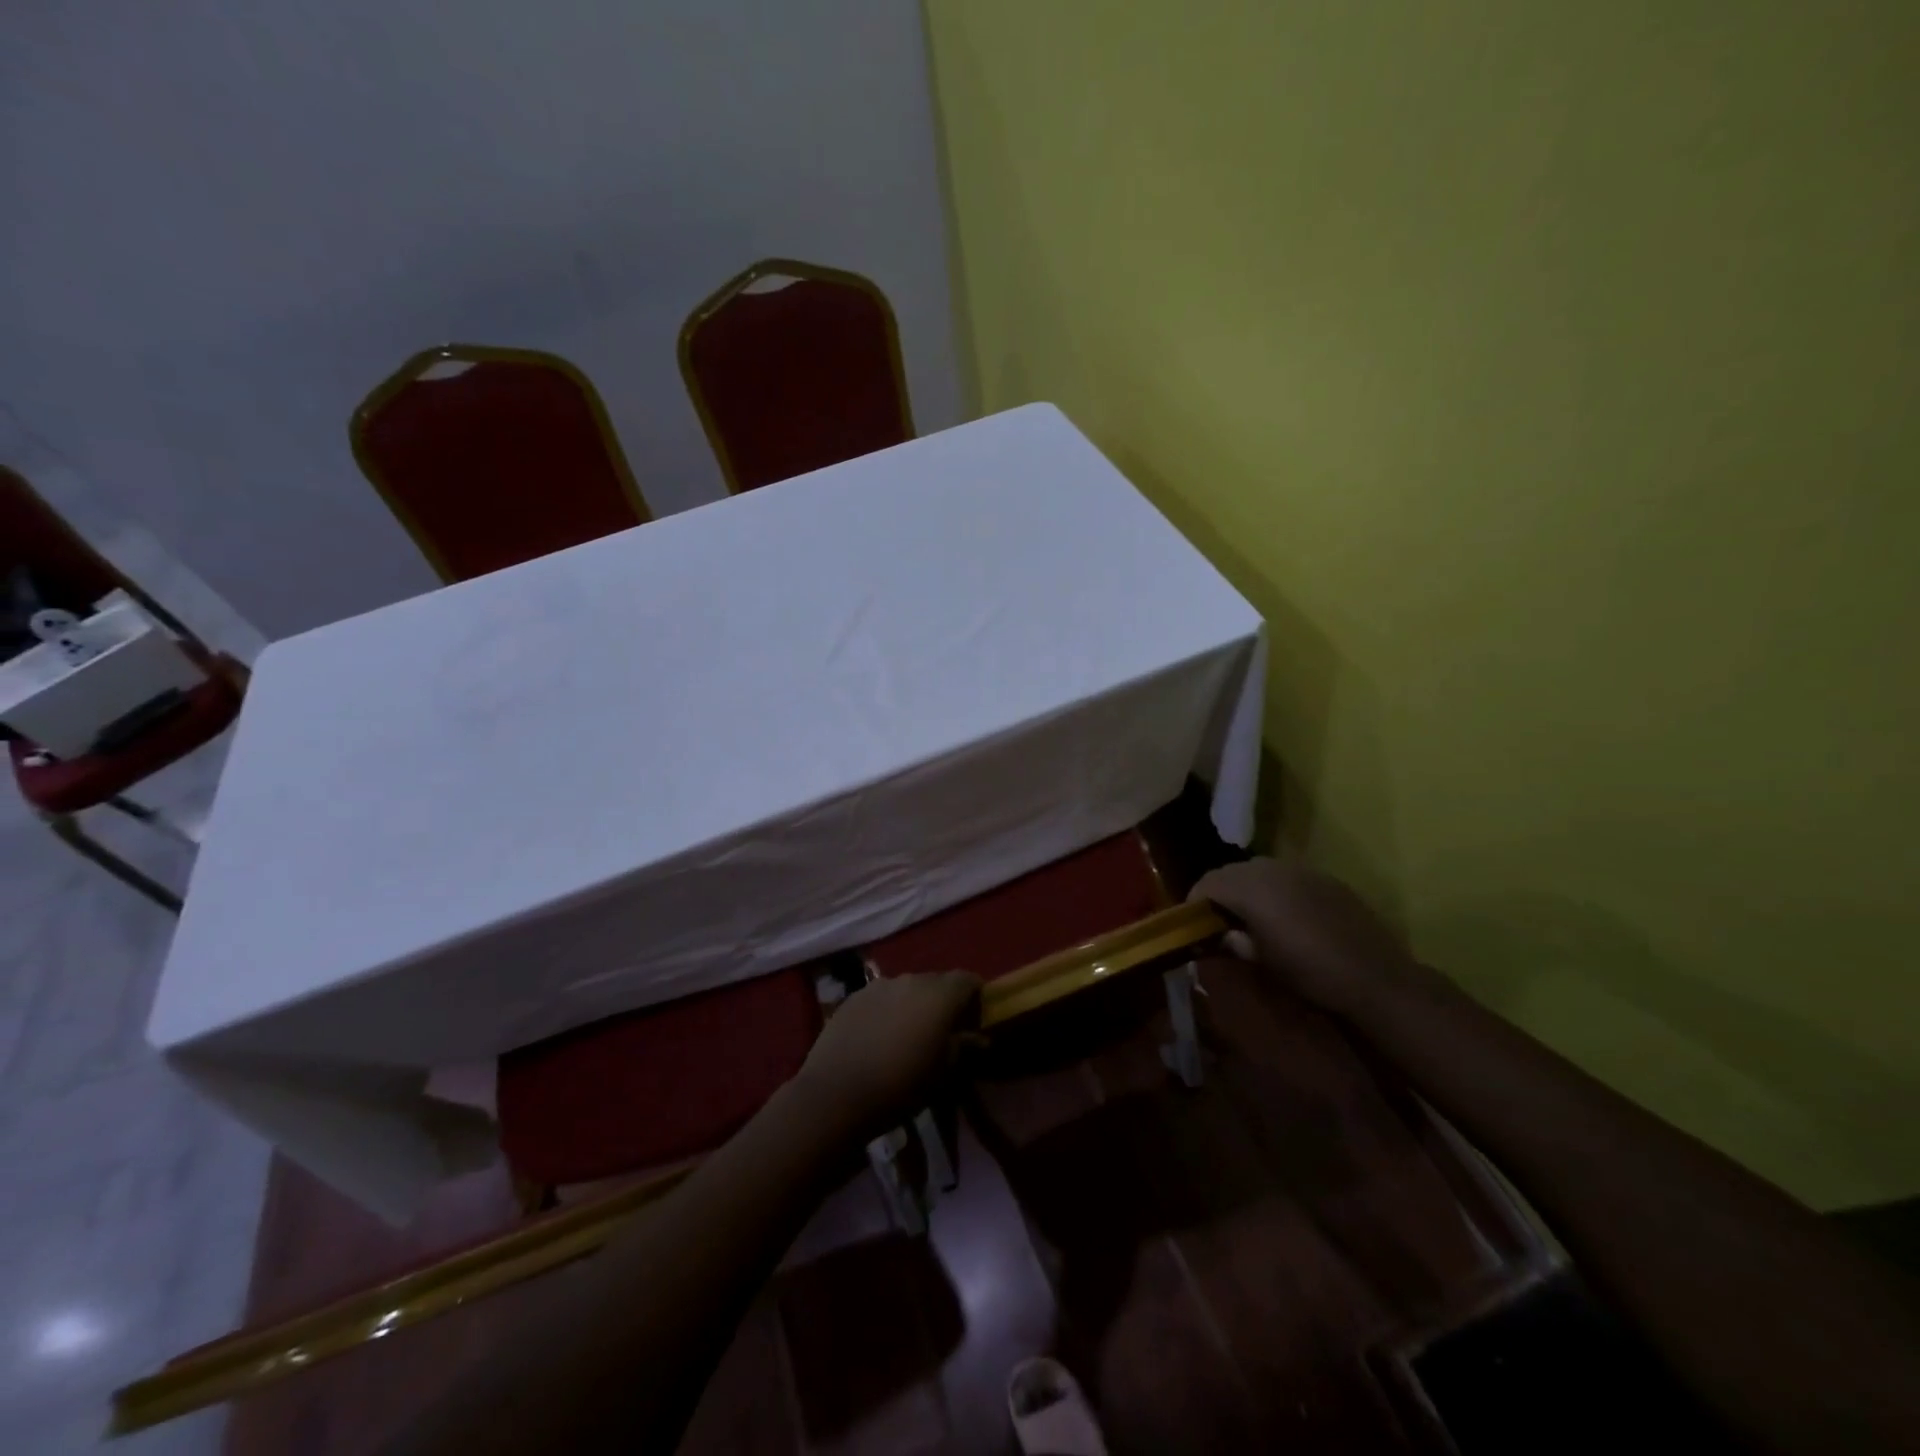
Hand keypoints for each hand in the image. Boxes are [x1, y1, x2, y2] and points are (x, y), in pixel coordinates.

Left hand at [792, 972, 980, 1140]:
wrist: (836, 1094)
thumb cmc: (901, 1085)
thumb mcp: (943, 1073)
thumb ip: (964, 1048)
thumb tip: (980, 1038)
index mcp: (939, 994)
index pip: (967, 980)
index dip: (975, 996)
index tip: (974, 1019)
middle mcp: (911, 979)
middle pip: (937, 982)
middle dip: (943, 1001)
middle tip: (941, 1030)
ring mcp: (879, 985)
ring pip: (907, 988)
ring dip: (913, 1004)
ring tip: (907, 1034)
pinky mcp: (853, 997)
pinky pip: (881, 997)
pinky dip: (887, 1010)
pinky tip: (879, 1037)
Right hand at [1190, 858, 1421, 1014]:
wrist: (1376, 978)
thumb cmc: (1310, 972)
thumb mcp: (1262, 962)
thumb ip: (1234, 943)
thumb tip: (1221, 937)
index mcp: (1251, 887)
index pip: (1207, 883)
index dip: (1195, 903)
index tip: (1193, 926)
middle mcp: (1272, 869)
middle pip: (1231, 872)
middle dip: (1220, 893)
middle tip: (1219, 923)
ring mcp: (1302, 870)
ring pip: (1260, 871)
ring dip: (1248, 889)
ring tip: (1252, 919)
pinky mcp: (1326, 879)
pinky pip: (1288, 877)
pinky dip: (1276, 890)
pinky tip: (1286, 917)